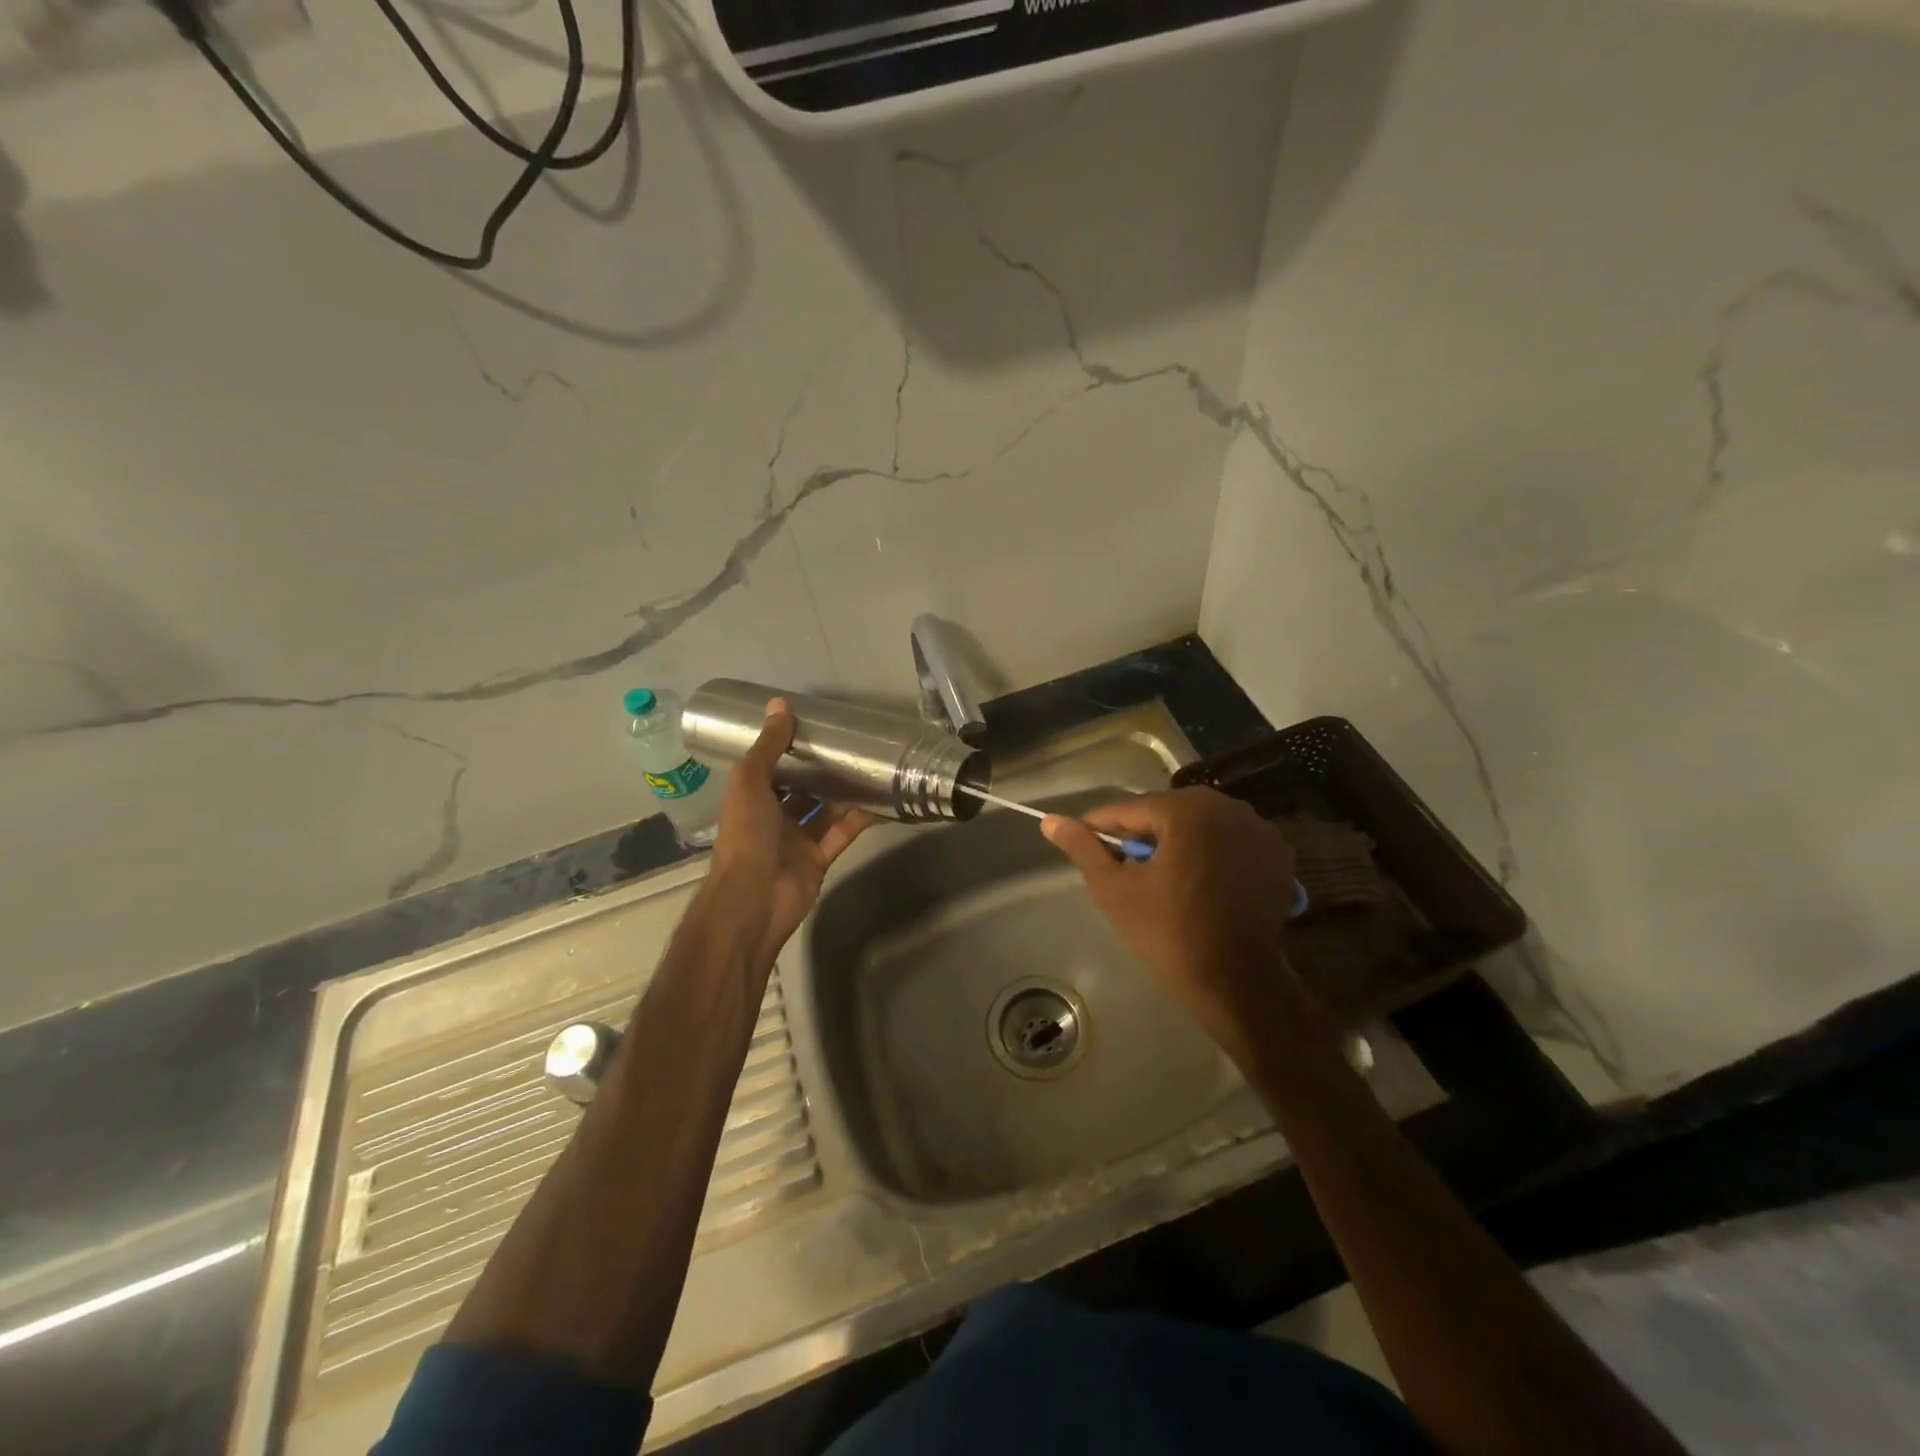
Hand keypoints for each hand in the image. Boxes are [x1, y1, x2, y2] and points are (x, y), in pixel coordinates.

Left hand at [703, 699, 871, 970]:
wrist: (755, 898)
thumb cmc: (746, 835)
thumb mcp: (750, 781)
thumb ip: (768, 746)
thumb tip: (780, 704)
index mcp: (750, 799)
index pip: (770, 768)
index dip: (787, 749)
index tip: (813, 727)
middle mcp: (772, 818)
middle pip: (799, 789)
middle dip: (820, 770)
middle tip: (849, 744)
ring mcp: (796, 841)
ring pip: (823, 811)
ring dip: (842, 792)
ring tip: (868, 765)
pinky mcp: (819, 859)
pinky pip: (841, 834)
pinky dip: (857, 819)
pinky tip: (878, 799)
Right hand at [1043, 788, 1328, 1067]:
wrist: (1237, 984)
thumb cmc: (1169, 934)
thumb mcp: (1115, 890)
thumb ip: (1083, 848)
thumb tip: (1050, 821)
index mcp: (1188, 810)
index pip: (1129, 810)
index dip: (1101, 828)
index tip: (1083, 847)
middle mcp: (1229, 807)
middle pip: (1167, 813)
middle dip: (1142, 836)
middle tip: (1125, 872)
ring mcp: (1260, 830)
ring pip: (1199, 826)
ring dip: (1177, 843)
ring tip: (1161, 879)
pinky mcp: (1278, 854)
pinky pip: (1229, 842)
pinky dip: (1211, 854)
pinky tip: (1200, 884)